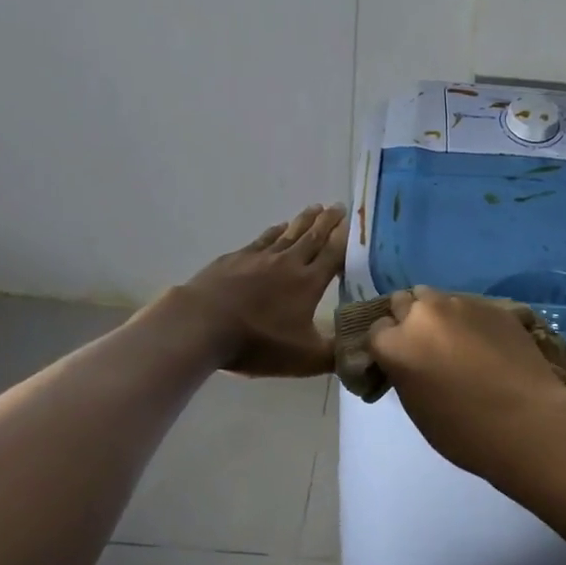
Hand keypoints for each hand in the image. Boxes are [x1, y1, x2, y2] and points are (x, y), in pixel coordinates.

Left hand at [176, 204, 346, 376]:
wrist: (201, 324)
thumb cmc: (257, 342)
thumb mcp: (304, 358)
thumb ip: (336, 354)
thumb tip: (364, 349)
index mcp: (309, 282)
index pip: (334, 254)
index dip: (346, 238)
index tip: (355, 222)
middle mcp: (288, 262)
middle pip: (313, 236)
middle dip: (328, 221)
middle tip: (338, 206)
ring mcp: (260, 257)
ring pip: (288, 233)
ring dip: (304, 220)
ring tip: (315, 208)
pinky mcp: (235, 258)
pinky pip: (263, 239)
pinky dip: (275, 231)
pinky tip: (278, 227)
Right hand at [364, 286, 565, 482]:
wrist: (528, 421)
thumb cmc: (465, 431)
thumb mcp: (417, 407)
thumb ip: (404, 371)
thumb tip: (409, 359)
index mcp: (397, 343)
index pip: (377, 330)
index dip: (387, 345)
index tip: (398, 360)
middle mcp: (424, 314)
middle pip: (404, 302)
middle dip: (409, 320)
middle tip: (425, 346)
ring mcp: (461, 304)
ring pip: (438, 299)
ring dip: (439, 316)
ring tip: (457, 342)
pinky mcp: (493, 305)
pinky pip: (470, 307)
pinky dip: (470, 321)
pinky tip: (486, 344)